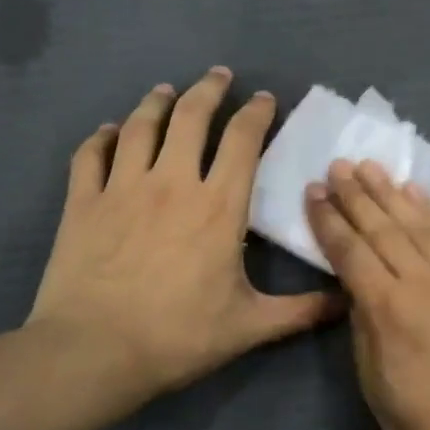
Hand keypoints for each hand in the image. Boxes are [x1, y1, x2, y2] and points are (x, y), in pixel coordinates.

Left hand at [27, 67, 338, 413]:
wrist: (93, 353)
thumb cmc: (179, 336)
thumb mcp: (251, 326)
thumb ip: (302, 310)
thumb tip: (348, 301)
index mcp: (219, 206)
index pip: (242, 141)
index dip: (256, 113)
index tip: (264, 99)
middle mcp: (172, 183)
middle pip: (190, 117)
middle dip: (208, 90)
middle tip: (218, 76)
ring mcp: (122, 188)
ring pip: (140, 126)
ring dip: (156, 102)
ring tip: (166, 90)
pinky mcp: (82, 203)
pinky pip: (90, 155)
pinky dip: (102, 137)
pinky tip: (109, 132)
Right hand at [305, 159, 429, 429]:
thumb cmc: (425, 425)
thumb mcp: (374, 383)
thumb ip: (364, 328)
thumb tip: (358, 292)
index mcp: (388, 309)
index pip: (351, 252)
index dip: (329, 221)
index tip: (313, 192)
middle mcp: (421, 283)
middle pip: (383, 229)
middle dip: (356, 195)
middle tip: (338, 165)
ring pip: (417, 225)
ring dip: (391, 193)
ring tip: (371, 166)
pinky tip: (416, 194)